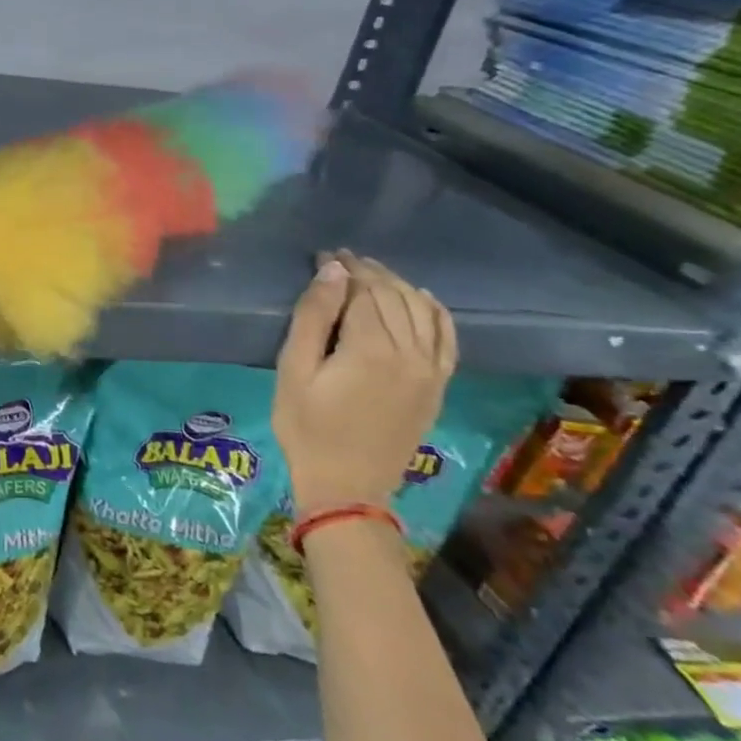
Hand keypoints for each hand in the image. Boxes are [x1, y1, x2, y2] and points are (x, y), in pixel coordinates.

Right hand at [273, 251, 455, 515]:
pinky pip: (446, 337)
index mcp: (370, 348)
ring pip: (421, 309)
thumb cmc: (306, 426)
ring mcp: (429, 370)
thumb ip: (313, 317)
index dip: (343, 268)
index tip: (322, 255)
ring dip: (397, 285)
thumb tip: (333, 271)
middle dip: (367, 272)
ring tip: (372, 273)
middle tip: (341, 259)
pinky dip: (435, 311)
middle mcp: (409, 352)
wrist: (347, 485)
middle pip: (393, 295)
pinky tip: (421, 297)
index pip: (362, 290)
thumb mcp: (294, 370)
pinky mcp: (437, 385)